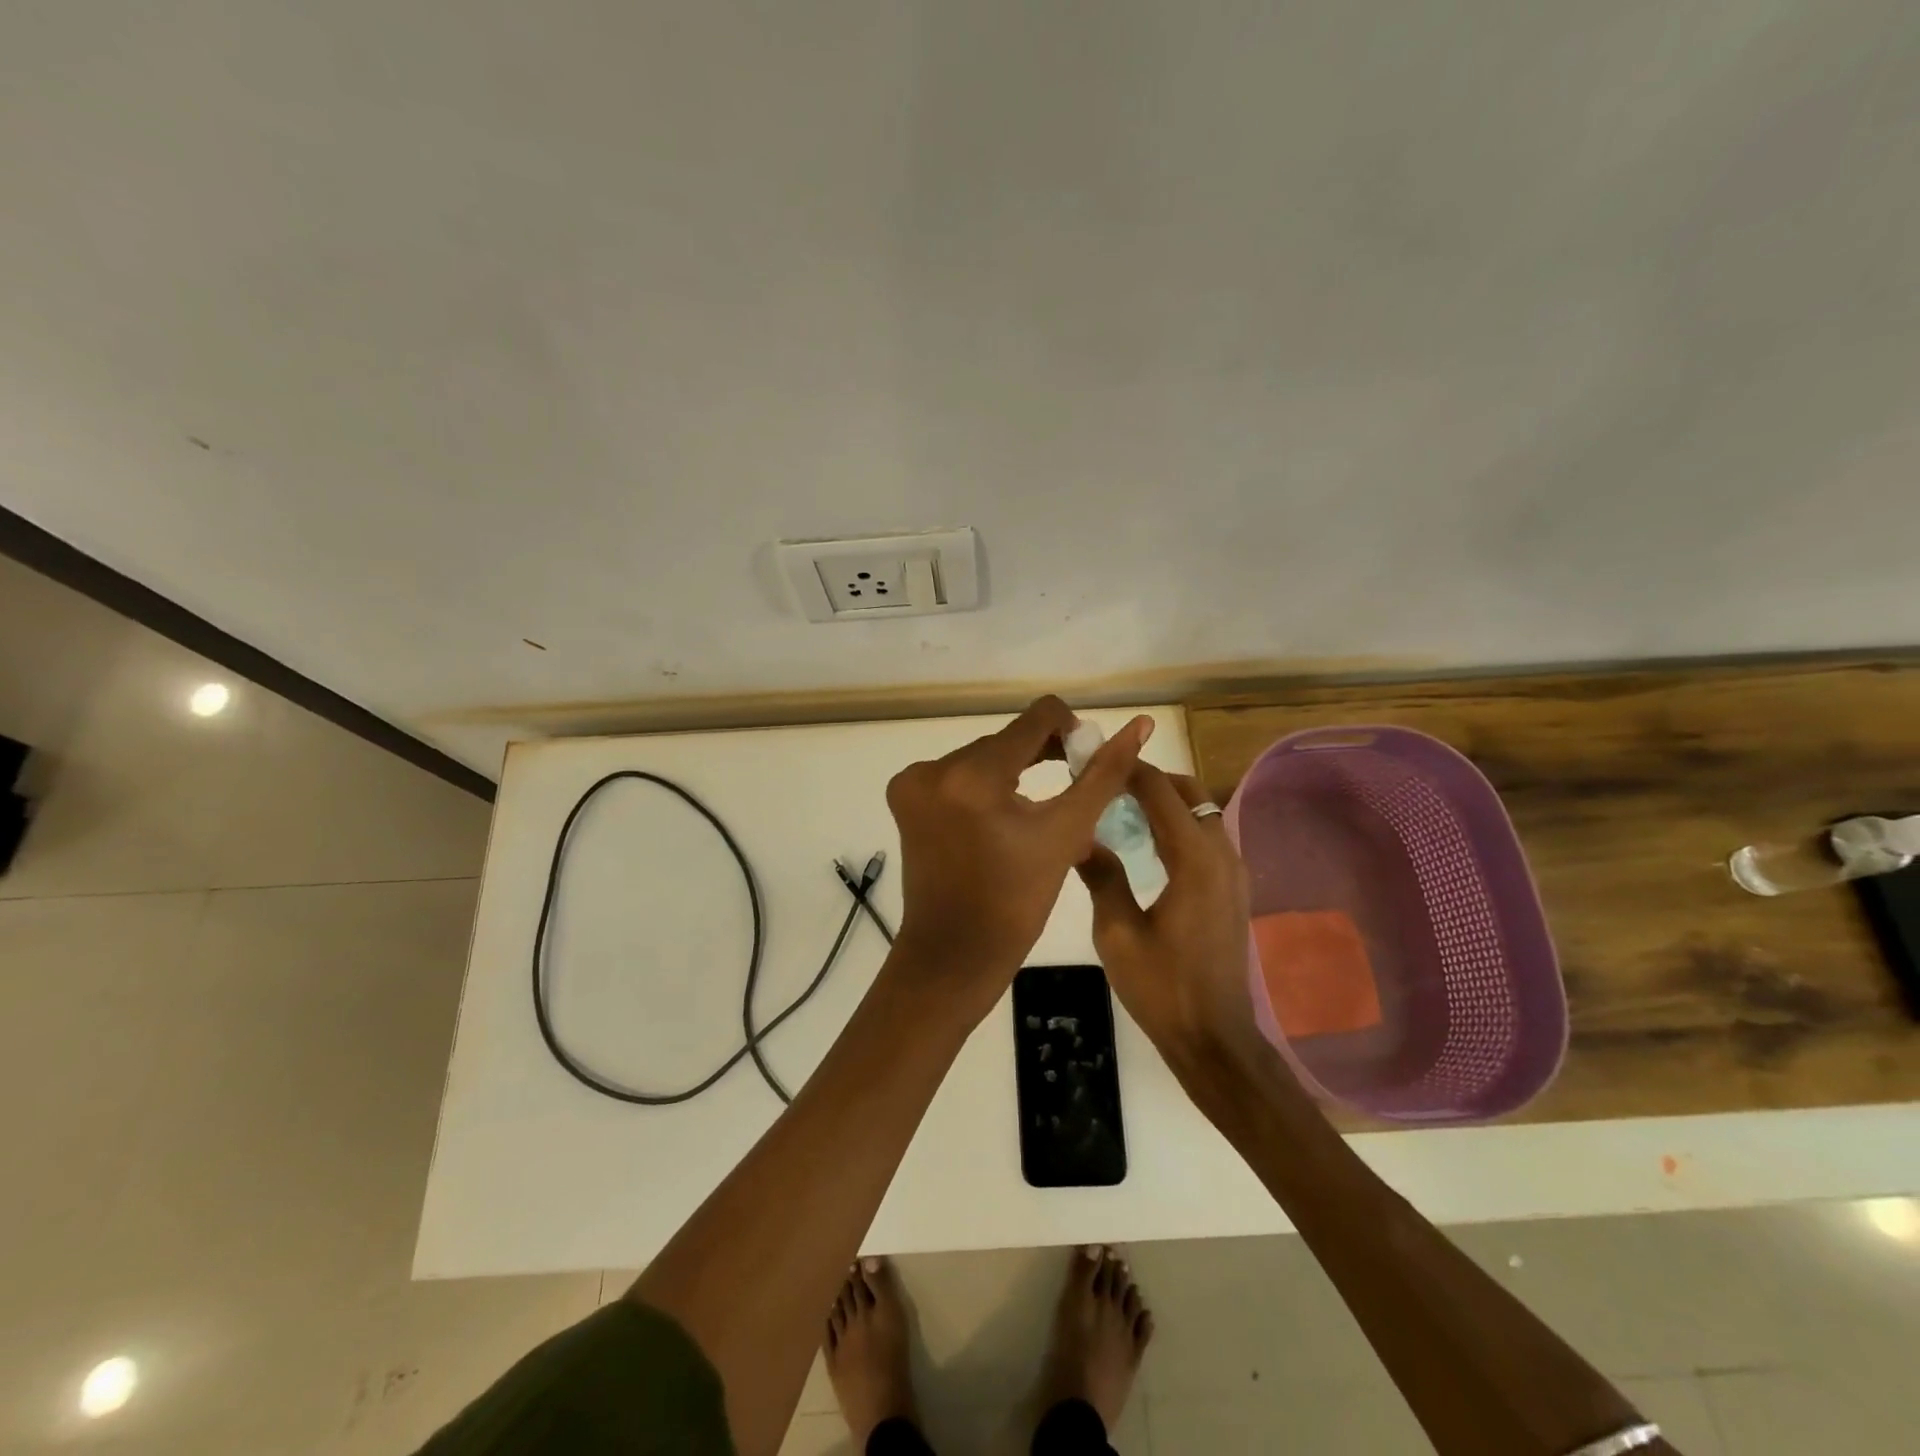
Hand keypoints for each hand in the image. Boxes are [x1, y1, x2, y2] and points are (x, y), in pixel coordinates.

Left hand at [886, 696, 1151, 1019]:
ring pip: (983, 757)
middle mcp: (934, 767)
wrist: (954, 954)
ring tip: (1038, 810)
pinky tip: (1002, 817)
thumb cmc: (1016, 902)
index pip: (1036, 718)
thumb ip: (1103, 775)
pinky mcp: (904, 796)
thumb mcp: (1065, 834)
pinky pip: (957, 774)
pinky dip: (984, 787)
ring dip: (1013, 773)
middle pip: (1008, 740)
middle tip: (1071, 790)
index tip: (1085, 759)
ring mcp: (912, 782)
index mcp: (974, 775)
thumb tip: (1139, 726)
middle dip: (1042, 756)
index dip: (1070, 730)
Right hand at [1075, 764, 1257, 1066]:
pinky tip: (1146, 844)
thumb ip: (1101, 876)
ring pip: (1202, 812)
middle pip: (1189, 792)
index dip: (1128, 770)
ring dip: (1165, 801)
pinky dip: (1178, 825)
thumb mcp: (1116, 933)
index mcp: (1193, 859)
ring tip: (1120, 809)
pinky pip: (1207, 836)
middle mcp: (1221, 855)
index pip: (1160, 792)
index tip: (1095, 760)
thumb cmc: (1162, 987)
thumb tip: (1080, 838)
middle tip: (1106, 784)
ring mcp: (1233, 872)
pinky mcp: (1233, 889)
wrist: (1214, 1039)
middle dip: (1149, 779)